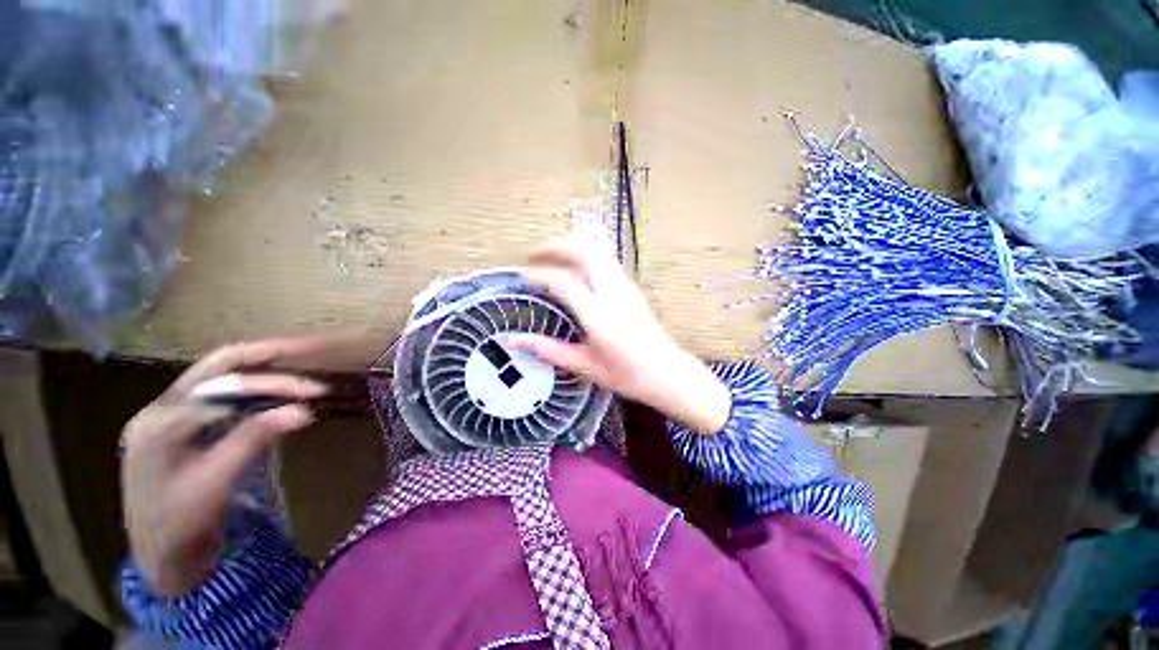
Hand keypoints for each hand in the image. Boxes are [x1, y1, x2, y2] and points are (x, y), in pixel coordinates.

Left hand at [120, 338, 328, 596]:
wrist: (158, 557)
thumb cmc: (180, 525)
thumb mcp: (216, 482)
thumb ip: (254, 439)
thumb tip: (304, 411)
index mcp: (161, 422)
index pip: (225, 387)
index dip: (276, 383)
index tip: (317, 390)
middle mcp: (160, 408)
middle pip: (218, 366)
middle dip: (267, 353)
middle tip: (312, 347)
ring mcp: (166, 414)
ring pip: (217, 375)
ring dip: (261, 366)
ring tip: (301, 361)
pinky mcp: (177, 424)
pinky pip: (217, 393)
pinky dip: (250, 385)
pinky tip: (273, 386)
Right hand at [511, 238, 731, 433]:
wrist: (667, 373)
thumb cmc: (626, 375)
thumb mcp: (584, 366)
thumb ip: (549, 350)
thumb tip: (514, 340)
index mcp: (598, 315)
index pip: (564, 282)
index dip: (540, 275)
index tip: (524, 278)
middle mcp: (613, 294)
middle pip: (584, 252)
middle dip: (555, 246)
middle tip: (534, 254)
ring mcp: (626, 287)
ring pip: (597, 252)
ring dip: (572, 247)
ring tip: (551, 255)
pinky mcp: (632, 288)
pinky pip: (606, 261)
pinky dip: (586, 255)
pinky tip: (576, 267)